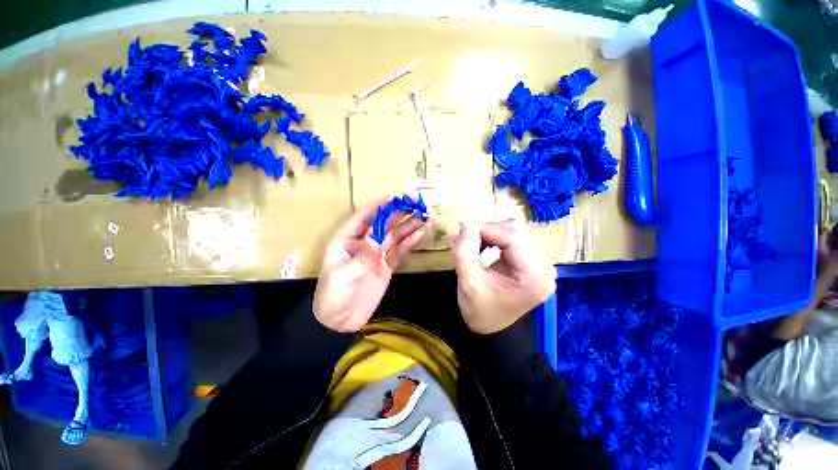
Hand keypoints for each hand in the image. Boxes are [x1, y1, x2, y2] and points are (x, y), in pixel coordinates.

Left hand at [314, 197, 426, 332]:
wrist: (339, 321)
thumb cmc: (332, 296)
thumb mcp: (340, 276)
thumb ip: (359, 258)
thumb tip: (376, 240)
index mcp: (347, 240)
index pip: (364, 217)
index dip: (378, 206)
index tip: (394, 197)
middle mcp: (364, 243)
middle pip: (384, 224)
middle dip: (399, 213)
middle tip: (417, 204)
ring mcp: (377, 255)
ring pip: (395, 236)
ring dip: (409, 226)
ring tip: (424, 217)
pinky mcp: (386, 266)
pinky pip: (399, 252)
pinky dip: (409, 243)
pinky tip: (419, 235)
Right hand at [452, 222, 555, 333]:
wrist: (487, 326)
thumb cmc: (479, 310)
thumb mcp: (468, 283)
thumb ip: (465, 253)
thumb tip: (467, 225)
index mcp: (535, 278)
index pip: (514, 239)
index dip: (488, 229)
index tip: (464, 228)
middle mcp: (544, 268)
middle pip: (515, 234)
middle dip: (487, 232)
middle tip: (463, 235)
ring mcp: (539, 265)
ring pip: (513, 234)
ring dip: (489, 234)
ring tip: (470, 241)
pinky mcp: (531, 262)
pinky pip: (513, 240)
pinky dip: (494, 238)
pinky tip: (481, 245)